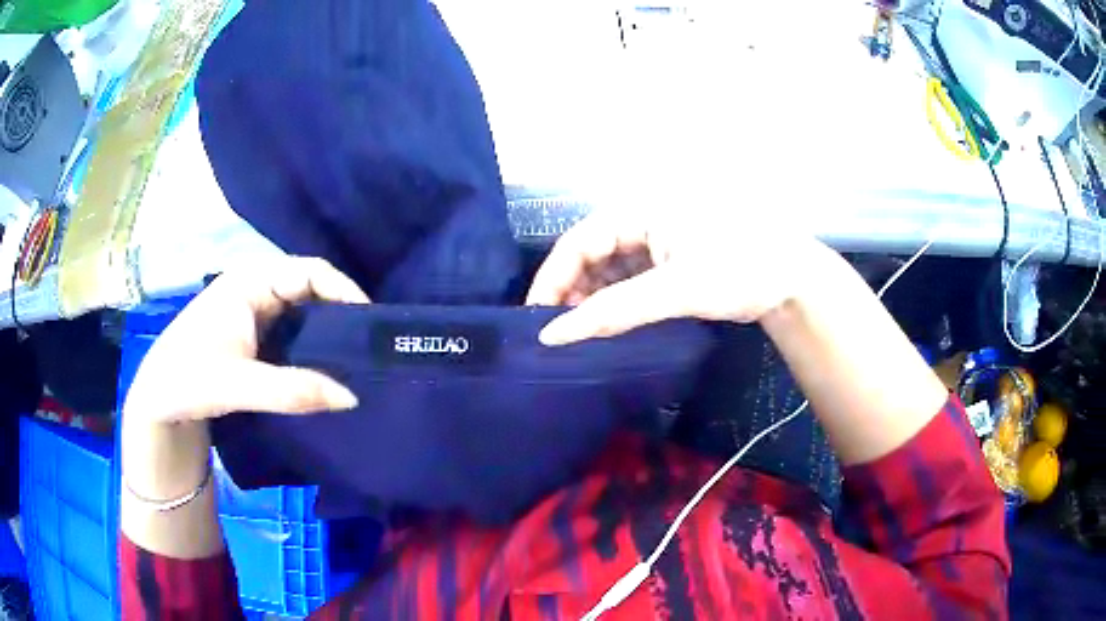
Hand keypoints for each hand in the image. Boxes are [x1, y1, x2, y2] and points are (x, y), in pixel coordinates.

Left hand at [123, 256, 369, 425]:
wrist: (158, 402)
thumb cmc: (189, 379)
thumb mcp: (240, 385)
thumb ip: (295, 390)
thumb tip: (352, 397)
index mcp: (249, 281)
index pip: (310, 272)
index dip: (344, 292)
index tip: (372, 325)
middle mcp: (254, 287)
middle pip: (310, 289)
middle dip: (340, 313)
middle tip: (369, 347)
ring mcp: (252, 310)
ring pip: (302, 312)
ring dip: (327, 333)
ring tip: (354, 359)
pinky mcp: (252, 333)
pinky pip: (291, 332)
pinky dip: (311, 347)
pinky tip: (324, 367)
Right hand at [526, 209, 822, 344]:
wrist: (793, 280)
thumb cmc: (740, 270)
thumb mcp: (677, 290)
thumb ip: (614, 312)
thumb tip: (554, 335)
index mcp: (641, 208)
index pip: (579, 241)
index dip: (553, 279)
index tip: (538, 320)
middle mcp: (643, 217)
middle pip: (591, 254)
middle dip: (573, 291)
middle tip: (562, 333)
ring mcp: (658, 238)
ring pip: (610, 268)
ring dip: (595, 299)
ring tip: (584, 333)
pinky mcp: (671, 258)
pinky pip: (631, 277)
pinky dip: (618, 300)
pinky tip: (611, 324)